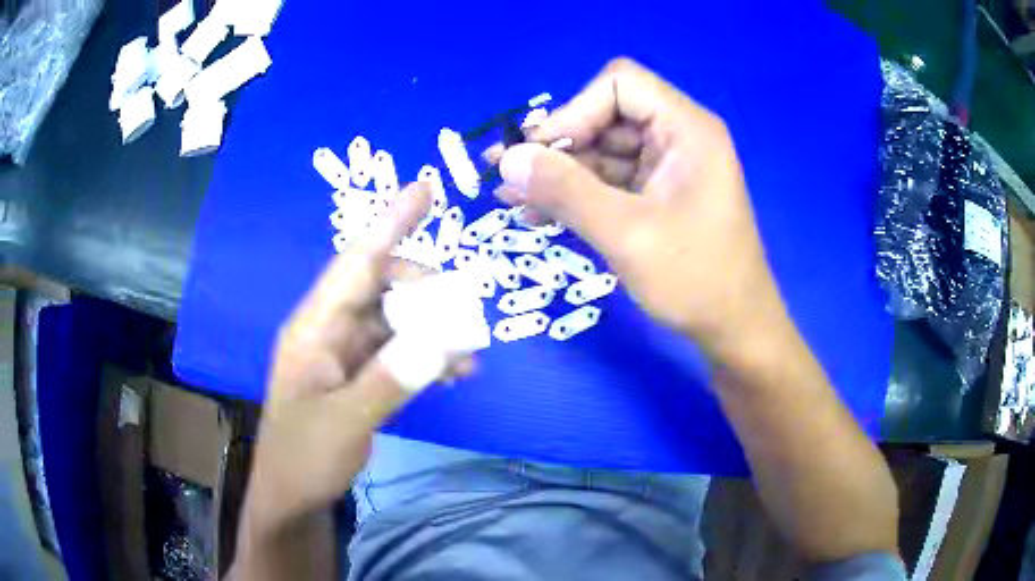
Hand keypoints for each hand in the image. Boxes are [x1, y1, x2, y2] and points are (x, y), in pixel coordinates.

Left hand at [246, 183, 468, 527]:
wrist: (292, 496)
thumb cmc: (305, 456)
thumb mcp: (346, 421)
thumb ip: (393, 379)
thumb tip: (444, 339)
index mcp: (314, 327)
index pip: (355, 262)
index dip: (390, 223)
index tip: (424, 189)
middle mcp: (329, 329)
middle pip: (381, 286)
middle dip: (424, 292)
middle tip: (462, 316)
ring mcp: (343, 353)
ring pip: (394, 320)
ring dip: (432, 329)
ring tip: (469, 352)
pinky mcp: (357, 375)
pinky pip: (397, 350)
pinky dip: (425, 355)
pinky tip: (454, 373)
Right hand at [494, 58, 787, 363]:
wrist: (734, 329)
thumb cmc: (695, 280)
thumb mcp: (626, 234)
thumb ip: (565, 191)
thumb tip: (507, 160)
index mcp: (686, 129)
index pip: (620, 84)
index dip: (575, 110)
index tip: (542, 154)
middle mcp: (677, 137)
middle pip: (605, 116)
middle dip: (557, 145)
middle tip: (509, 176)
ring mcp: (666, 167)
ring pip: (600, 151)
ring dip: (557, 173)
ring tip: (510, 197)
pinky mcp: (657, 195)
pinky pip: (608, 181)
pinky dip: (575, 194)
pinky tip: (537, 213)